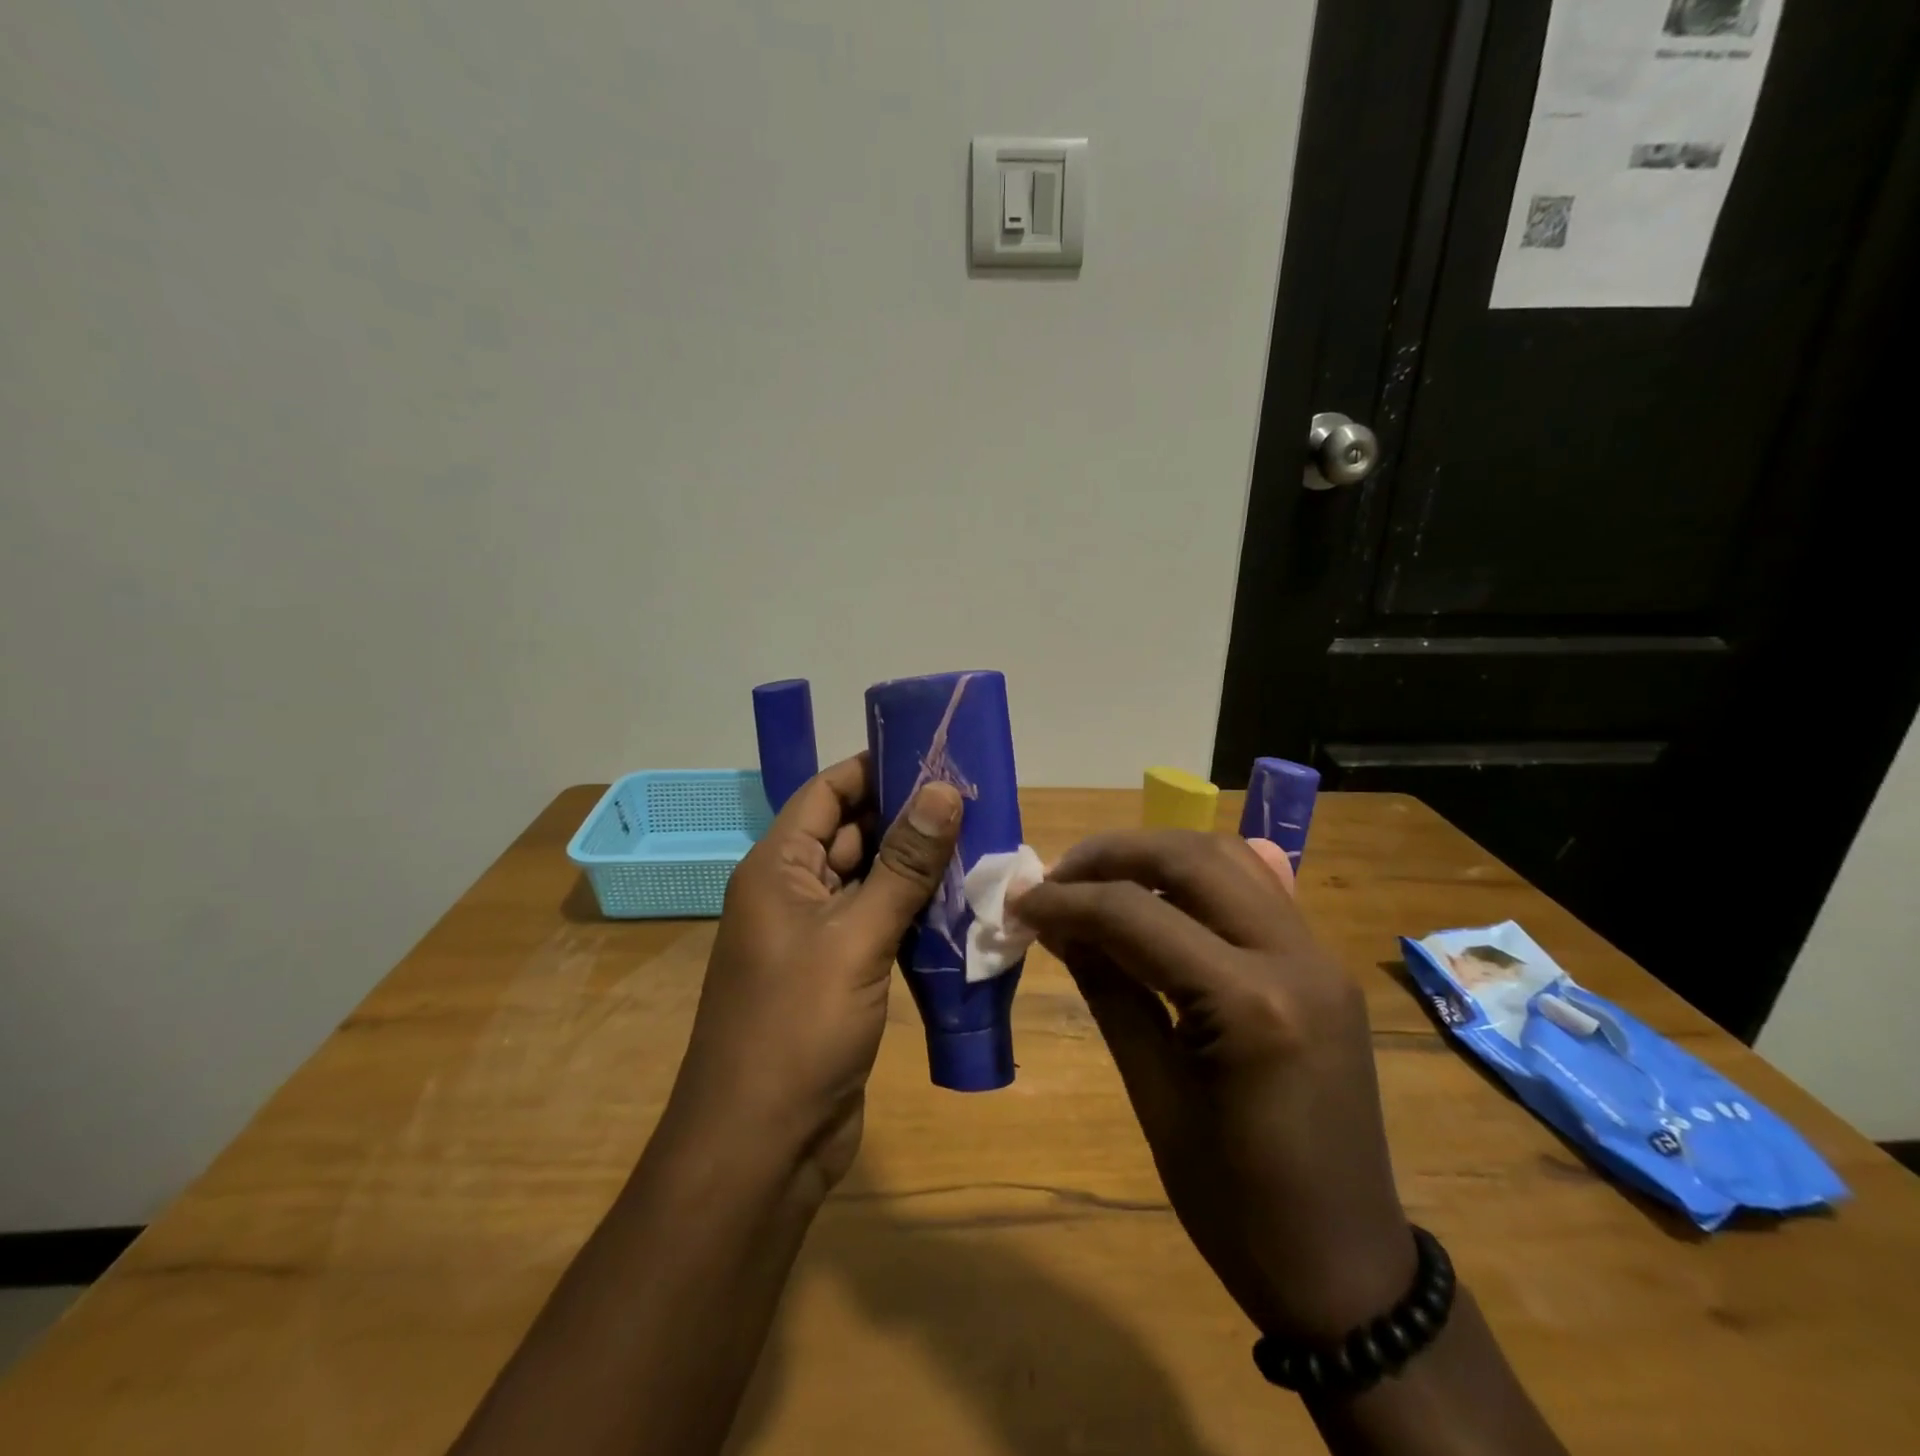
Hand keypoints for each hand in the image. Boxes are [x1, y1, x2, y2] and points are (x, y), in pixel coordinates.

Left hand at [668, 753, 962, 1190]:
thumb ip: (903, 864)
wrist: (762, 1147)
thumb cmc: (797, 1028)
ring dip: (915, 865)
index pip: (826, 792)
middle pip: (850, 833)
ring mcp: (814, 936)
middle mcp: (790, 893)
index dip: (875, 768)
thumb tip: (943, 789)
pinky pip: (877, 923)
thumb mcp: (855, 936)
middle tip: (974, 798)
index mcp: (777, 869)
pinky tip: (960, 902)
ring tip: (980, 840)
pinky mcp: (838, 974)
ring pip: (869, 880)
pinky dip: (913, 910)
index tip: (935, 753)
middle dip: (907, 815)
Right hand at [1013, 831, 1414, 1342]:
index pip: (1138, 914)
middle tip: (1057, 878)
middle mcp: (1295, 957)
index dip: (1068, 900)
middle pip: (1191, 858)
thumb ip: (1108, 991)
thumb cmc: (1236, 1203)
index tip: (1020, 903)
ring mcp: (1319, 955)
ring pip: (1228, 858)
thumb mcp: (1155, 1097)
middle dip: (1113, 855)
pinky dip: (1197, 878)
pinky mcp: (1324, 964)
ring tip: (1100, 882)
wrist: (1345, 1265)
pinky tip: (1159, 899)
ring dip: (1156, 855)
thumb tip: (1056, 924)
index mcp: (1250, 1005)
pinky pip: (1255, 889)